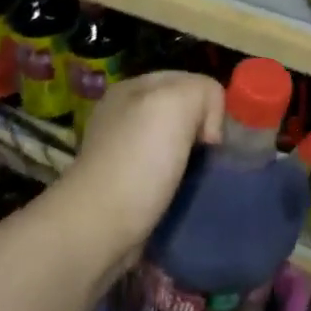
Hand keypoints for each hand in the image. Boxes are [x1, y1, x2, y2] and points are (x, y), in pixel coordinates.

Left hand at [58, 72, 224, 262]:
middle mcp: (125, 116)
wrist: (98, 229)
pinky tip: (186, 195)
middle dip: (204, 132)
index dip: (209, 103)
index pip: (189, 81)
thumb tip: (209, 128)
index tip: (211, 136)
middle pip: (184, 113)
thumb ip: (203, 91)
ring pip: (179, 145)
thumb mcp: (176, 103)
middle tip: (211, 158)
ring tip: (203, 179)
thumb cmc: (138, 162)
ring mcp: (124, 152)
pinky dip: (182, 183)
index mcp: (132, 88)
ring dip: (196, 160)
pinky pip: (168, 174)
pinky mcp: (128, 187)